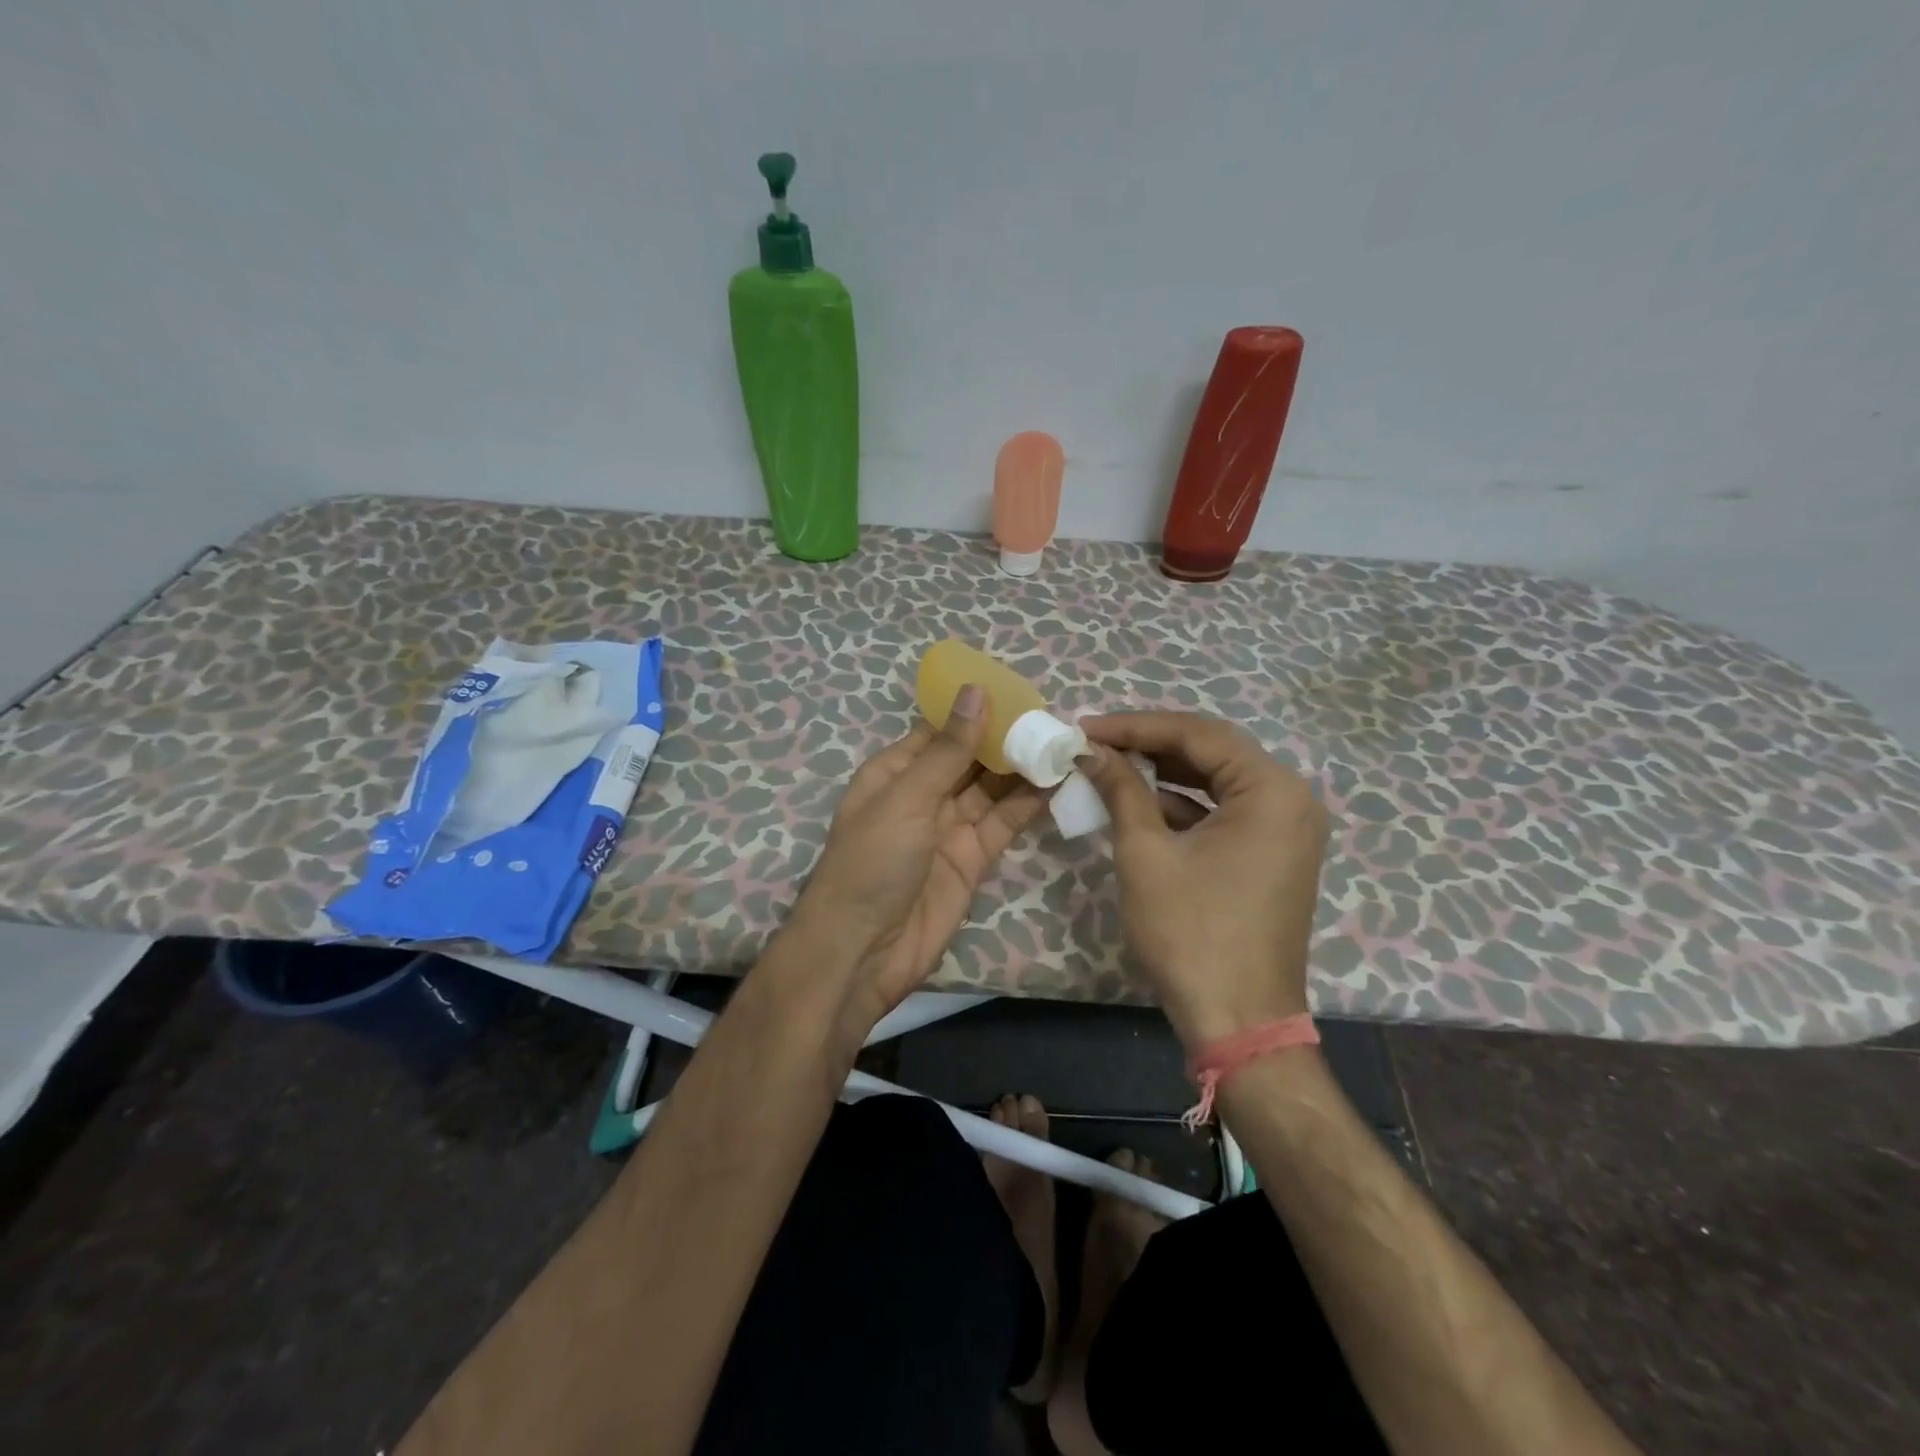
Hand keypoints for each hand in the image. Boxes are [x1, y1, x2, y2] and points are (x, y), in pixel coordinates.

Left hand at [786, 685, 1048, 1035]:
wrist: (864, 951)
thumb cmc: (872, 862)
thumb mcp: (907, 798)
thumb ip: (948, 750)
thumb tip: (976, 691)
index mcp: (895, 772)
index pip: (939, 731)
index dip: (975, 711)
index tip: (1018, 691)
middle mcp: (923, 795)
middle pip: (969, 758)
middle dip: (1005, 739)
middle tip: (1052, 716)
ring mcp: (949, 828)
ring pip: (991, 789)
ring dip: (1022, 768)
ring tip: (1063, 741)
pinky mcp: (972, 859)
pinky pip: (1003, 823)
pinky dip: (1028, 804)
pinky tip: (1056, 780)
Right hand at [1076, 712, 1327, 1048]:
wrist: (1238, 1021)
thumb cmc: (1191, 933)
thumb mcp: (1145, 853)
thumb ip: (1121, 789)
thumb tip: (1091, 750)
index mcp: (1271, 789)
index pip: (1196, 734)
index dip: (1134, 726)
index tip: (1084, 726)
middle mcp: (1291, 798)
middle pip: (1211, 750)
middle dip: (1149, 744)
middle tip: (1096, 741)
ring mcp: (1287, 828)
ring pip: (1217, 780)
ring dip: (1164, 772)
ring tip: (1109, 764)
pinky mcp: (1275, 853)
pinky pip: (1226, 811)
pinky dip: (1183, 804)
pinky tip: (1140, 802)